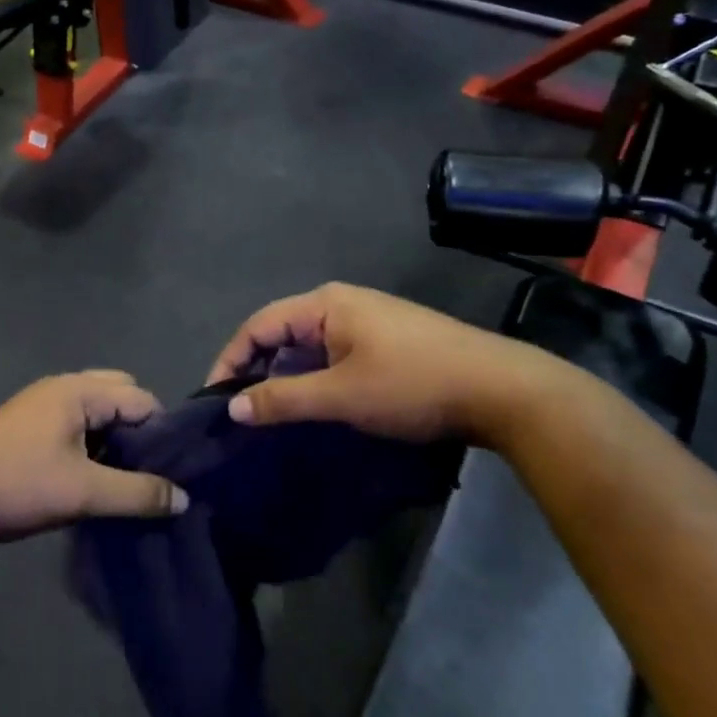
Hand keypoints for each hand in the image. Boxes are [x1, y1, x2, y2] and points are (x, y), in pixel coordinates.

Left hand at [0, 372, 186, 547]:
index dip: (160, 431)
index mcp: (79, 390)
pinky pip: (74, 421)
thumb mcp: (85, 492)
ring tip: (120, 476)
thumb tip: (183, 499)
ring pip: (95, 409)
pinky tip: (89, 474)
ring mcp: (40, 402)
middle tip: (143, 468)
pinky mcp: (26, 423)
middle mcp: (62, 386)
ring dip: (112, 436)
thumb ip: (138, 494)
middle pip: (119, 394)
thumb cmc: (20, 485)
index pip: (140, 398)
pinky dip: (90, 440)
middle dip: (137, 428)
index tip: (170, 469)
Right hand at [205, 282, 561, 445]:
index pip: (259, 325)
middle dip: (257, 369)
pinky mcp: (387, 340)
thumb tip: (232, 407)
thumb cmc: (412, 384)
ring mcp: (368, 320)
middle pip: (281, 332)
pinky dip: (315, 377)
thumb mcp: (341, 396)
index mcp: (325, 304)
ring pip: (309, 346)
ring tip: (272, 413)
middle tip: (241, 411)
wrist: (502, 390)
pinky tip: (316, 405)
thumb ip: (282, 399)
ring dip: (287, 377)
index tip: (214, 399)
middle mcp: (342, 303)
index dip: (231, 360)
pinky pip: (333, 354)